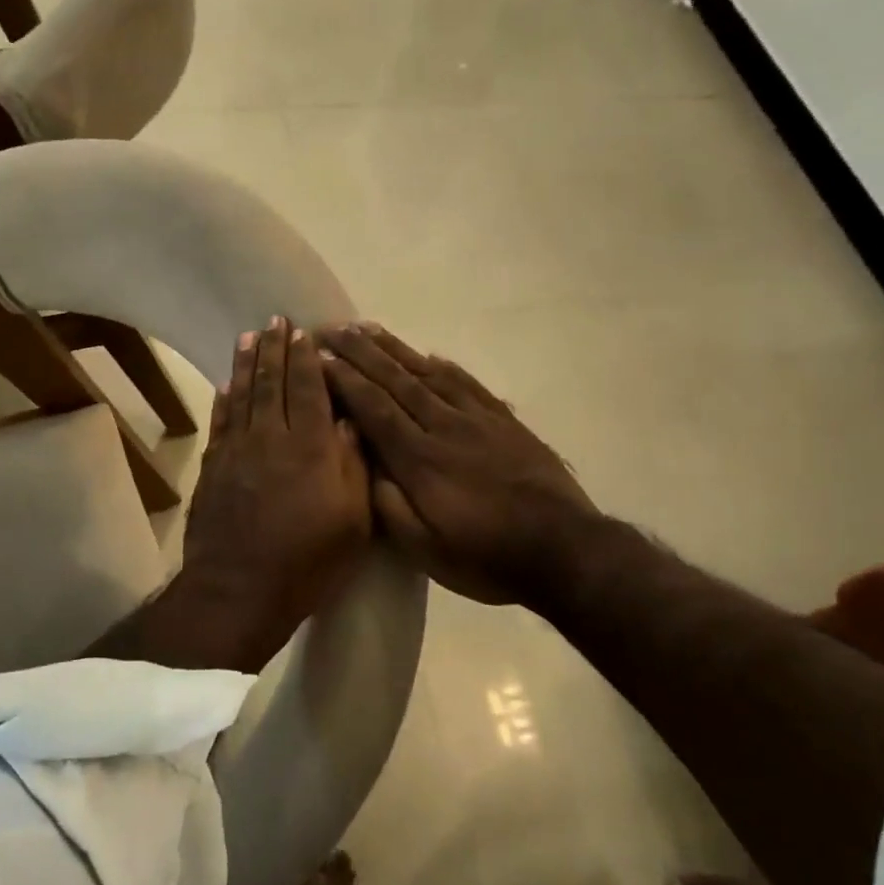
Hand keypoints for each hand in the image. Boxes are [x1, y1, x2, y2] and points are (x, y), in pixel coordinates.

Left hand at [174, 318, 372, 668]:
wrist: (239, 589)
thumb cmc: (307, 561)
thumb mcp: (352, 521)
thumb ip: (353, 465)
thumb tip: (350, 421)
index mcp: (310, 447)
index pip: (308, 389)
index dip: (306, 359)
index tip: (306, 332)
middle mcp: (270, 437)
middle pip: (272, 383)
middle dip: (275, 349)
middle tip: (275, 321)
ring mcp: (236, 450)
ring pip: (242, 395)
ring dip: (246, 363)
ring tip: (249, 337)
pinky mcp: (213, 467)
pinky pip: (220, 422)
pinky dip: (224, 399)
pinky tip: (226, 385)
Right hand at [318, 323, 597, 604]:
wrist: (565, 550)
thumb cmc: (486, 557)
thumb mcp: (425, 549)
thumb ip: (389, 504)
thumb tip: (363, 462)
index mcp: (419, 460)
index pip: (373, 408)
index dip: (344, 380)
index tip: (319, 357)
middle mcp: (443, 427)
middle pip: (395, 380)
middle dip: (359, 352)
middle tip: (331, 329)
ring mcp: (476, 420)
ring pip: (427, 373)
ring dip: (394, 348)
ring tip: (367, 328)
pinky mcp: (504, 421)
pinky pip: (466, 383)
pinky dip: (442, 365)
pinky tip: (428, 354)